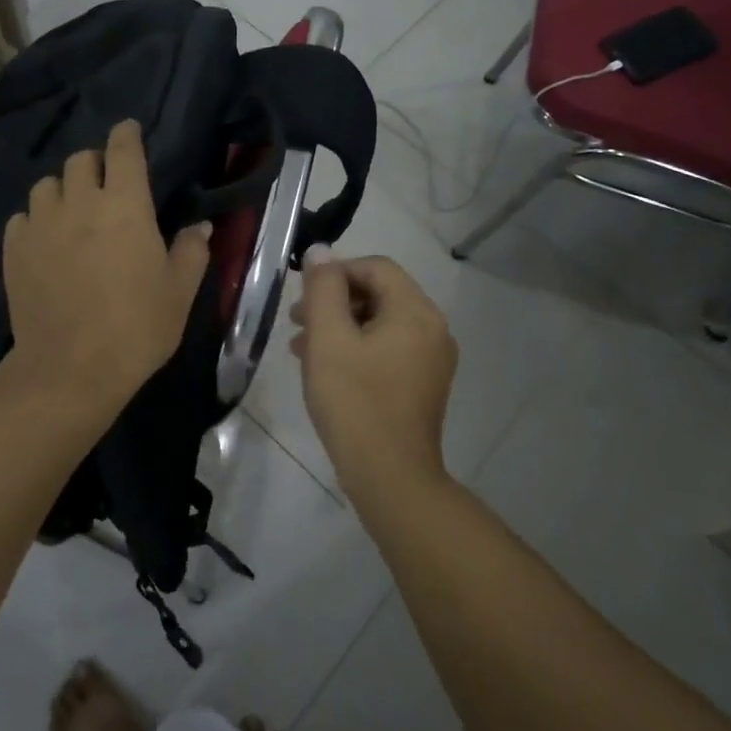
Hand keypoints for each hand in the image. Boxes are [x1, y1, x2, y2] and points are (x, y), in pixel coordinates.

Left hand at [2, 119, 211, 423]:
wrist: (71, 369)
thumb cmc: (137, 327)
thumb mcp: (179, 292)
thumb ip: (192, 251)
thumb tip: (199, 227)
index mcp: (125, 205)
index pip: (122, 150)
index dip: (126, 134)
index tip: (128, 130)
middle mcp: (79, 203)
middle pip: (80, 159)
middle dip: (95, 163)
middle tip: (106, 184)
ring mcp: (41, 224)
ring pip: (46, 184)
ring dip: (62, 189)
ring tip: (72, 211)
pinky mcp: (15, 250)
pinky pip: (22, 217)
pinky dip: (35, 219)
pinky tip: (45, 240)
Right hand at [290, 250, 457, 506]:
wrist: (390, 478)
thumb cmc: (355, 401)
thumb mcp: (328, 338)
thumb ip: (323, 288)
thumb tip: (321, 251)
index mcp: (416, 311)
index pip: (375, 267)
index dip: (336, 272)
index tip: (303, 296)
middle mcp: (433, 328)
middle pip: (380, 293)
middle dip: (335, 301)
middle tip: (297, 321)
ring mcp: (433, 359)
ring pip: (381, 322)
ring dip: (341, 325)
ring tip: (302, 347)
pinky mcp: (424, 384)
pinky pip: (389, 348)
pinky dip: (358, 348)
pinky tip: (327, 368)